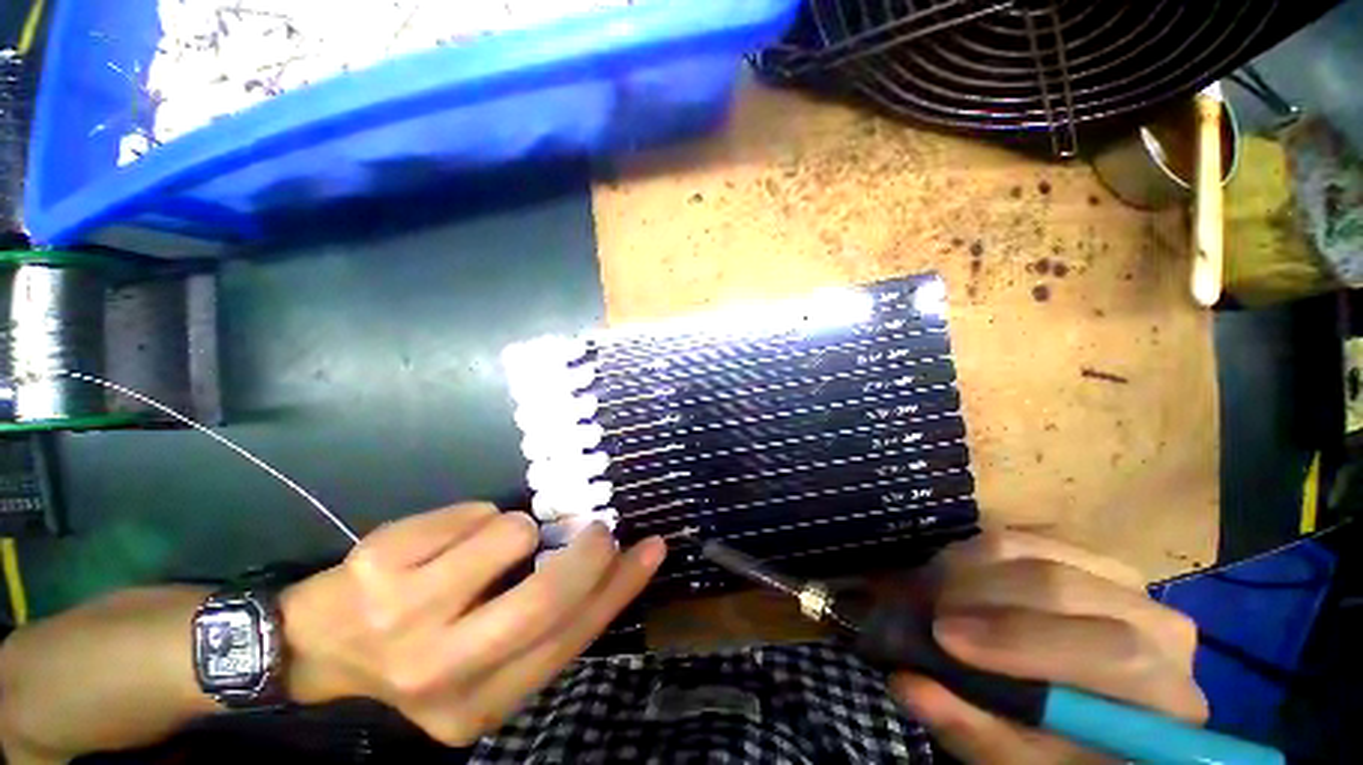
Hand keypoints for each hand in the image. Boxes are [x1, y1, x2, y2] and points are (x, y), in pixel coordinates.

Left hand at [280, 503, 665, 745]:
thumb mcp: (485, 661)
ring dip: (517, 529)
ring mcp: (403, 615)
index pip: (569, 641)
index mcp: (477, 706)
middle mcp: (440, 671)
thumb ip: (544, 625)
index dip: (619, 590)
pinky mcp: (379, 564)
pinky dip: (476, 516)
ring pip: (510, 535)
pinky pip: (471, 512)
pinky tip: (447, 540)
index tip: (651, 549)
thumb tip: (605, 568)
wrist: (319, 645)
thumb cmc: (421, 649)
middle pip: (544, 598)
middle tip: (598, 528)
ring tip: (490, 545)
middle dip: (586, 552)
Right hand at [889, 532, 1206, 763]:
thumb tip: (907, 685)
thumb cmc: (1065, 751)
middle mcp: (1159, 627)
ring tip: (933, 591)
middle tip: (926, 608)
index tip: (943, 636)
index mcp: (1165, 695)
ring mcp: (1126, 582)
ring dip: (972, 569)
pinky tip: (957, 576)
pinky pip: (1027, 537)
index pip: (1111, 653)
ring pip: (1040, 552)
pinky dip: (978, 552)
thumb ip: (974, 731)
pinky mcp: (1086, 556)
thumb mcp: (1021, 762)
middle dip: (982, 595)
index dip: (1020, 639)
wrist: (1095, 713)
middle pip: (1067, 590)